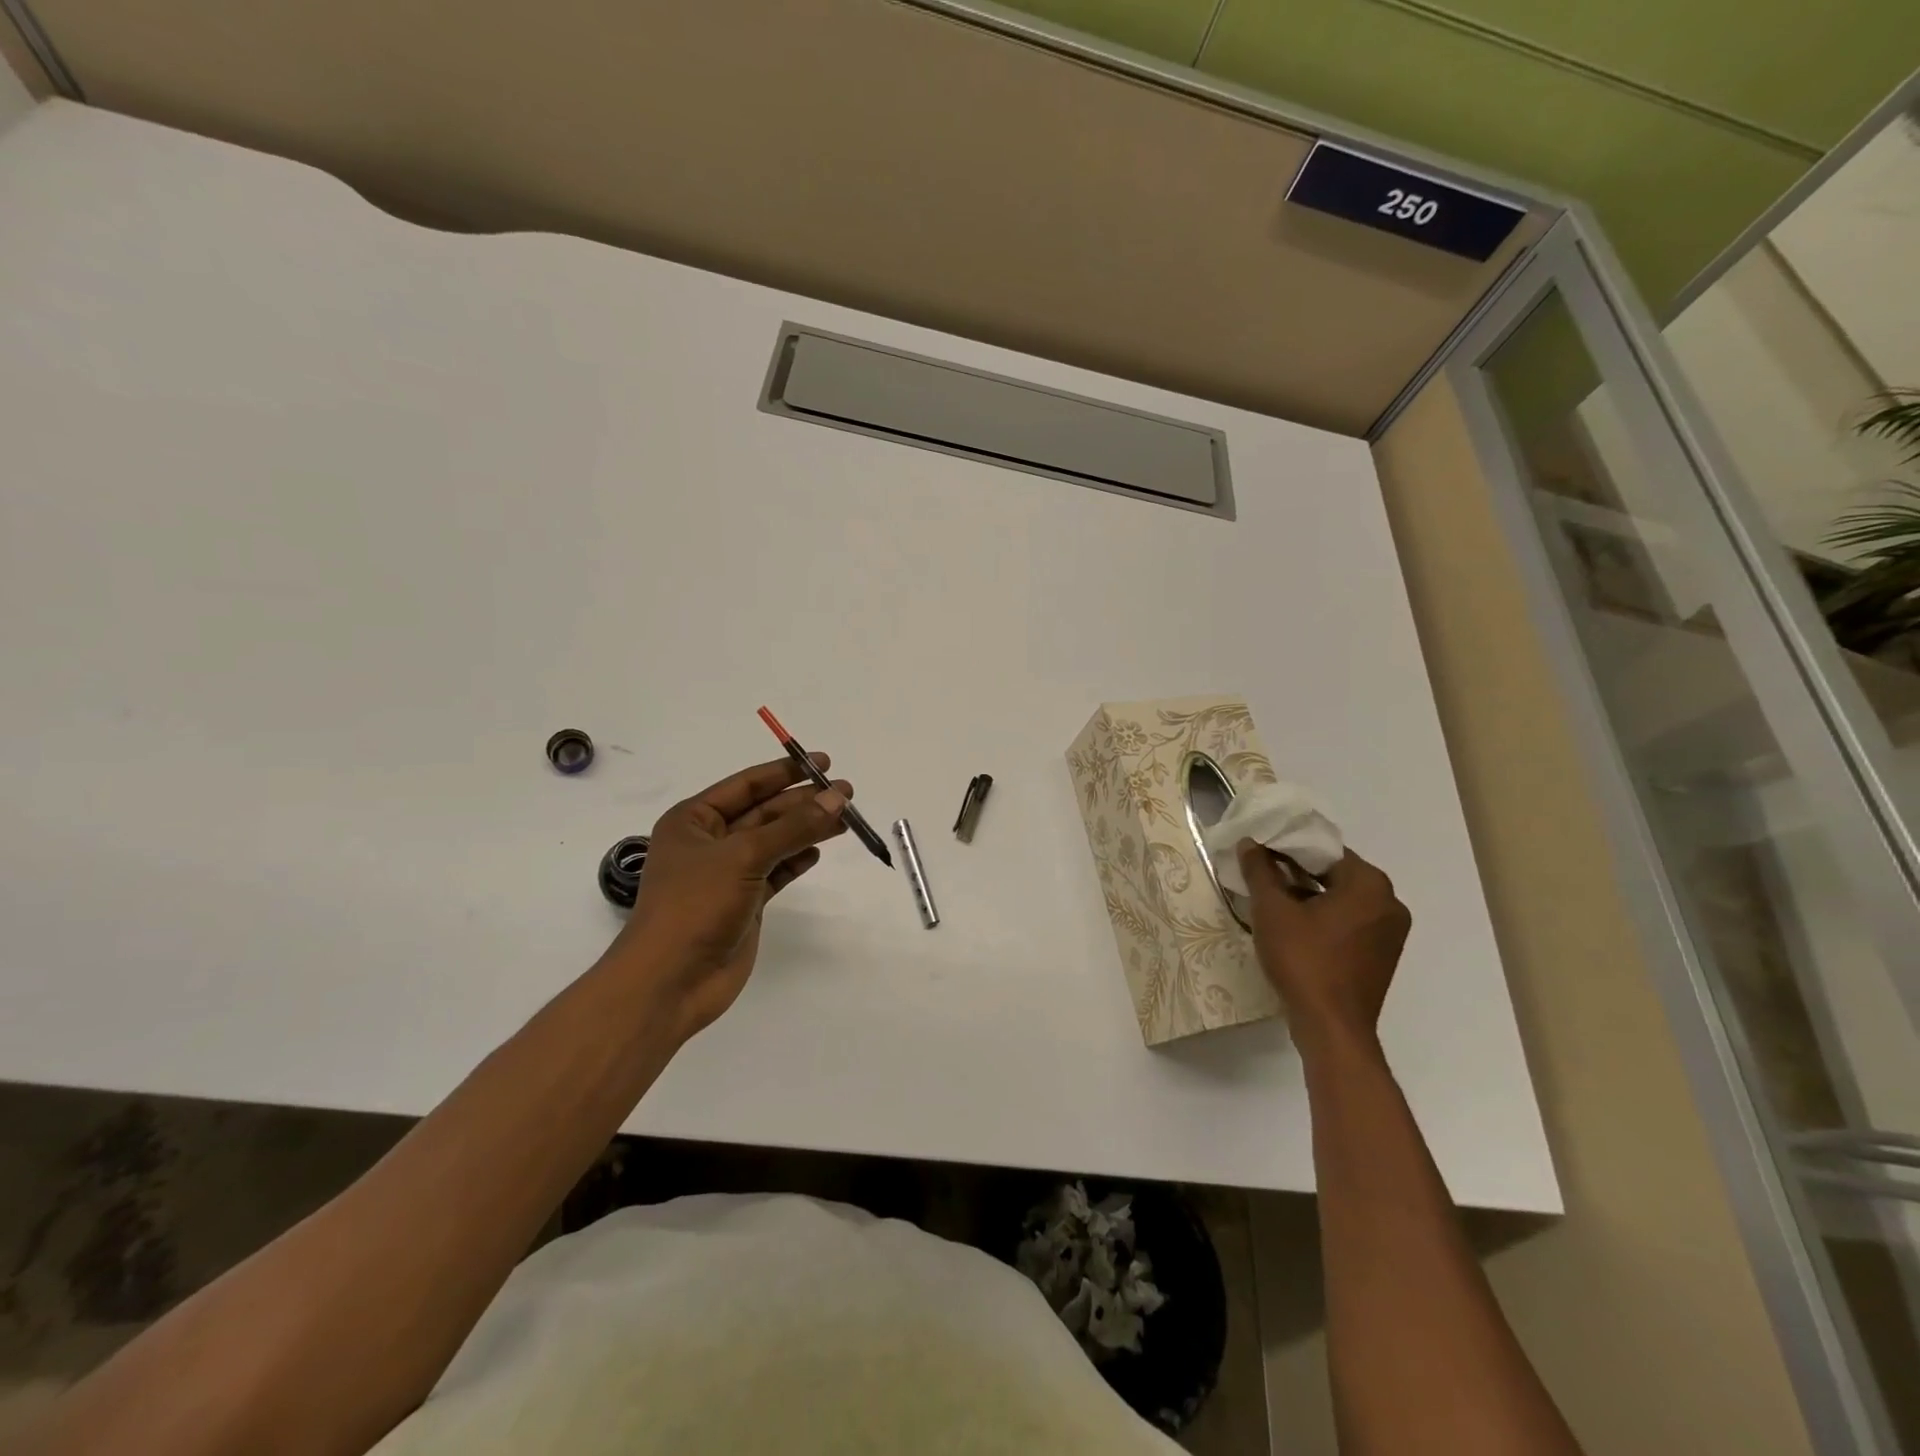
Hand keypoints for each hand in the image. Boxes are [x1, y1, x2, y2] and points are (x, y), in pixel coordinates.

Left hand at [609, 754, 851, 1041]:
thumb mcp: (745, 855)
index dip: (785, 772)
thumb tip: (839, 797)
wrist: (671, 981)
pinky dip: (797, 860)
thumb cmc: (696, 905)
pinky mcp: (744, 903)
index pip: (747, 785)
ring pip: (775, 841)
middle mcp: (710, 842)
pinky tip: (818, 851)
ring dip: (807, 830)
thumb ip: (794, 826)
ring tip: (845, 820)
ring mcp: (727, 874)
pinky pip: (776, 871)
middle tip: (847, 793)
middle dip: (803, 802)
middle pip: (765, 812)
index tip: (822, 762)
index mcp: (694, 820)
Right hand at [1237, 842, 1410, 1050]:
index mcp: (1369, 884)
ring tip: (1272, 899)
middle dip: (1298, 871)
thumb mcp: (1272, 911)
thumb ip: (1260, 871)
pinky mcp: (1382, 955)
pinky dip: (1324, 917)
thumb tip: (1249, 843)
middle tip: (1261, 872)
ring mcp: (1390, 932)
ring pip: (1342, 899)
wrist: (1331, 1028)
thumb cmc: (1304, 960)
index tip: (1259, 851)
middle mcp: (1389, 902)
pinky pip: (1350, 922)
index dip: (1288, 847)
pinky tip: (1293, 926)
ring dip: (1309, 895)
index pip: (1324, 850)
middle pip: (1335, 873)